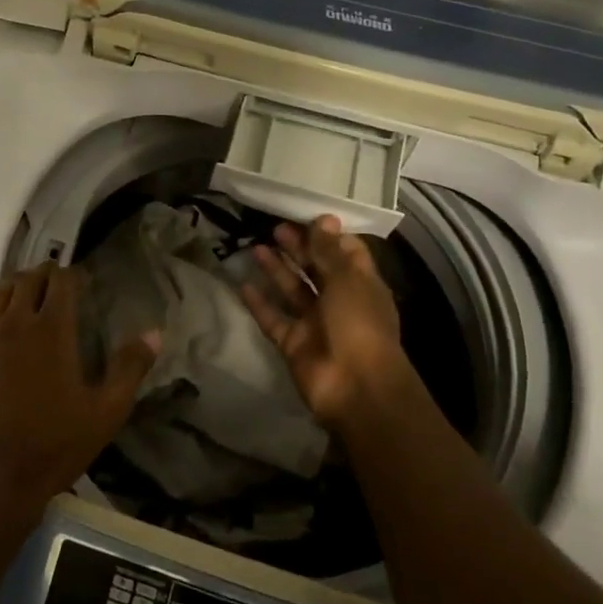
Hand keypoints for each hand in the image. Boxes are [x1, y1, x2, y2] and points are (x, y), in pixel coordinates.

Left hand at [0, 263, 155, 537]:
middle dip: (44, 275)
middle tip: (56, 286)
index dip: (72, 275)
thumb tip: (154, 332)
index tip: (81, 282)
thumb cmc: (50, 448)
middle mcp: (14, 321)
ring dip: (15, 287)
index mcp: (51, 329)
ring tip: (26, 296)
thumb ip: (129, 369)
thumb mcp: (104, 414)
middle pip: (28, 279)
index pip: (61, 281)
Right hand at [240, 215, 420, 431]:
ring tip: (256, 248)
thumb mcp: (347, 279)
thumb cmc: (358, 324)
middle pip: (316, 269)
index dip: (327, 235)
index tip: (305, 216)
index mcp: (360, 284)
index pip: (346, 252)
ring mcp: (315, 323)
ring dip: (276, 270)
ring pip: (292, 291)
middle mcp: (338, 301)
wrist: (355, 387)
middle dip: (298, 248)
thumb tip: (324, 217)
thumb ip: (329, 250)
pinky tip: (242, 283)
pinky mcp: (293, 343)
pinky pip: (273, 318)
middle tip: (275, 228)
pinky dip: (259, 303)